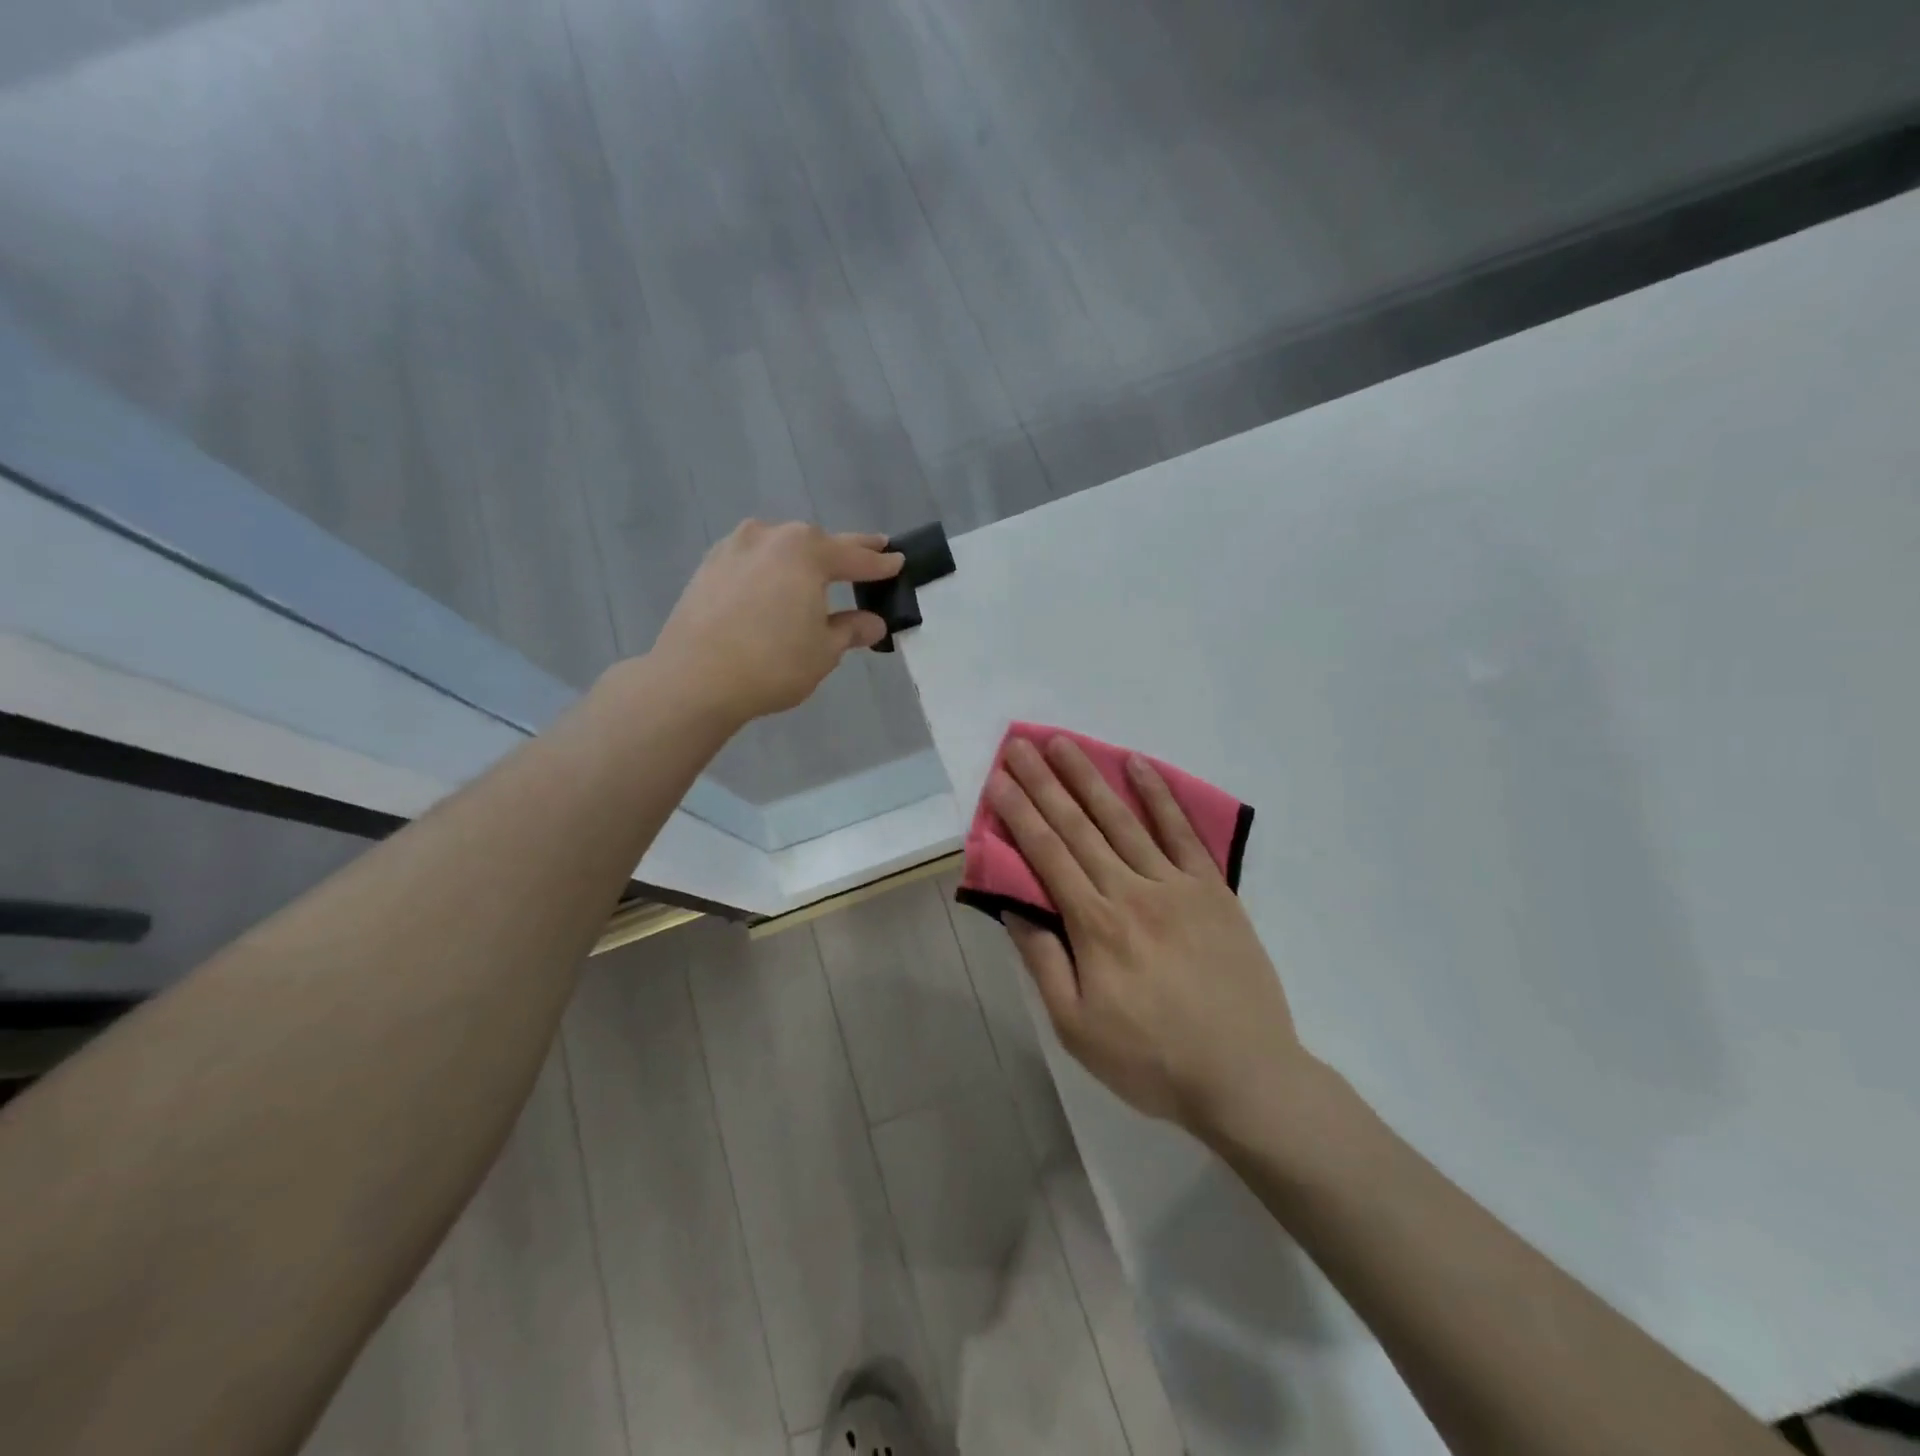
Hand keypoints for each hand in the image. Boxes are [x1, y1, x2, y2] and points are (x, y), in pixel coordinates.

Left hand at [651, 520, 902, 723]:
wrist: (694, 679)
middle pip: (817, 542)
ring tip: (818, 571)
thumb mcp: (824, 651)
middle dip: (844, 551)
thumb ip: (851, 630)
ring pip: (781, 547)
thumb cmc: (772, 663)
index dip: (880, 563)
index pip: (855, 557)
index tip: (898, 561)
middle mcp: (770, 536)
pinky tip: (773, 584)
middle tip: (870, 550)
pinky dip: (770, 568)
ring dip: (803, 557)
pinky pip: (753, 560)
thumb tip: (872, 623)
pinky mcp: (708, 566)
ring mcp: (733, 547)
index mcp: (806, 551)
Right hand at [987, 736, 1311, 1137]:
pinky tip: (1140, 766)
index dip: (1019, 815)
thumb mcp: (1076, 1027)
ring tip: (1065, 743)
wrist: (1246, 1078)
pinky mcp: (1214, 890)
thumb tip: (1014, 908)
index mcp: (1095, 926)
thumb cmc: (1151, 1061)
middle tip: (1021, 745)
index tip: (998, 780)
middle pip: (1079, 827)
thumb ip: (1044, 962)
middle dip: (1044, 783)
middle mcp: (1131, 892)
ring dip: (1090, 778)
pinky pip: (1183, 834)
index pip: (1047, 856)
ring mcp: (1177, 886)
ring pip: (1124, 820)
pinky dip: (1160, 797)